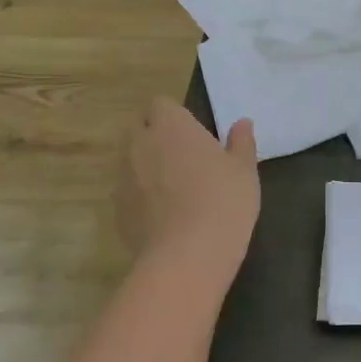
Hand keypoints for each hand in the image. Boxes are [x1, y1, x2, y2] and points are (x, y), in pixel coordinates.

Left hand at [117, 99, 259, 278]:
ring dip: (146, 168)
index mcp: (171, 125)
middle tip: (184, 159)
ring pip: (131, 162)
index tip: (192, 133)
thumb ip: (241, 142)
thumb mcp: (244, 170)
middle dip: (156, 138)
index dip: (174, 116)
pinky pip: (128, 194)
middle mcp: (140, 144)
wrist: (186, 257)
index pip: (160, 104)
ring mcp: (123, 178)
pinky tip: (163, 218)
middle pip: (141, 130)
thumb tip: (242, 123)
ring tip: (173, 191)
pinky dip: (140, 199)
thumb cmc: (222, 201)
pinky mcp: (117, 211)